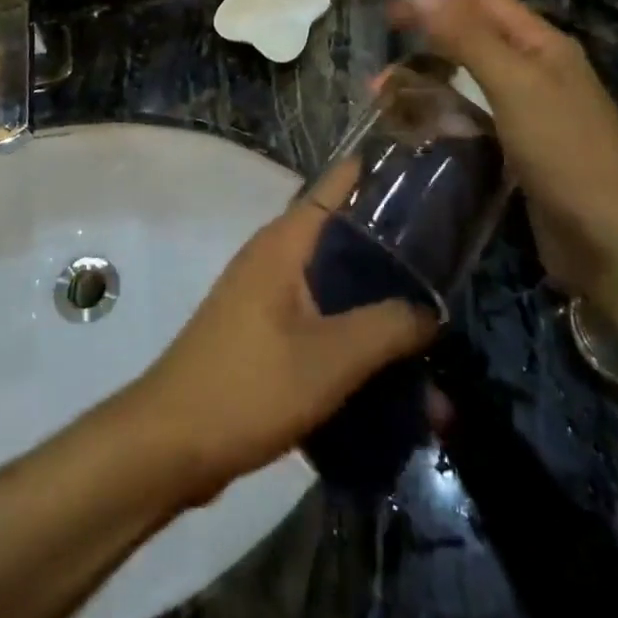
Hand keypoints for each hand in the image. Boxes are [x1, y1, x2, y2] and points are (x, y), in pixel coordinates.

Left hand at [125, 197, 437, 502]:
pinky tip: (386, 370)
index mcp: (285, 242)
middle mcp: (274, 256)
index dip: (378, 174)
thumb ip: (387, 328)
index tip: (427, 177)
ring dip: (375, 306)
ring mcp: (265, 295)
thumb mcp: (330, 358)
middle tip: (447, 263)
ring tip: (429, 330)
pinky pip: (318, 320)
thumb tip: (431, 311)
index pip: (335, 185)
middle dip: (392, 252)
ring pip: (333, 286)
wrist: (170, 443)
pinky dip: (351, 336)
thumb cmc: (250, 385)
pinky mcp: (263, 332)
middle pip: (342, 237)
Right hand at [390, 0, 617, 296]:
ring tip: (384, 97)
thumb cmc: (563, 153)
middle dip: (424, 43)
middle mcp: (535, 67)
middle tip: (380, 65)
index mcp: (542, 43)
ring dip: (426, 80)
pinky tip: (417, 125)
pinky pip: (471, 114)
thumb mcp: (513, 86)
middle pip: (471, 36)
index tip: (387, 14)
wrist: (607, 242)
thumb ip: (466, 36)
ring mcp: (527, 108)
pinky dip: (441, 112)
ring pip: (466, 78)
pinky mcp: (517, 144)